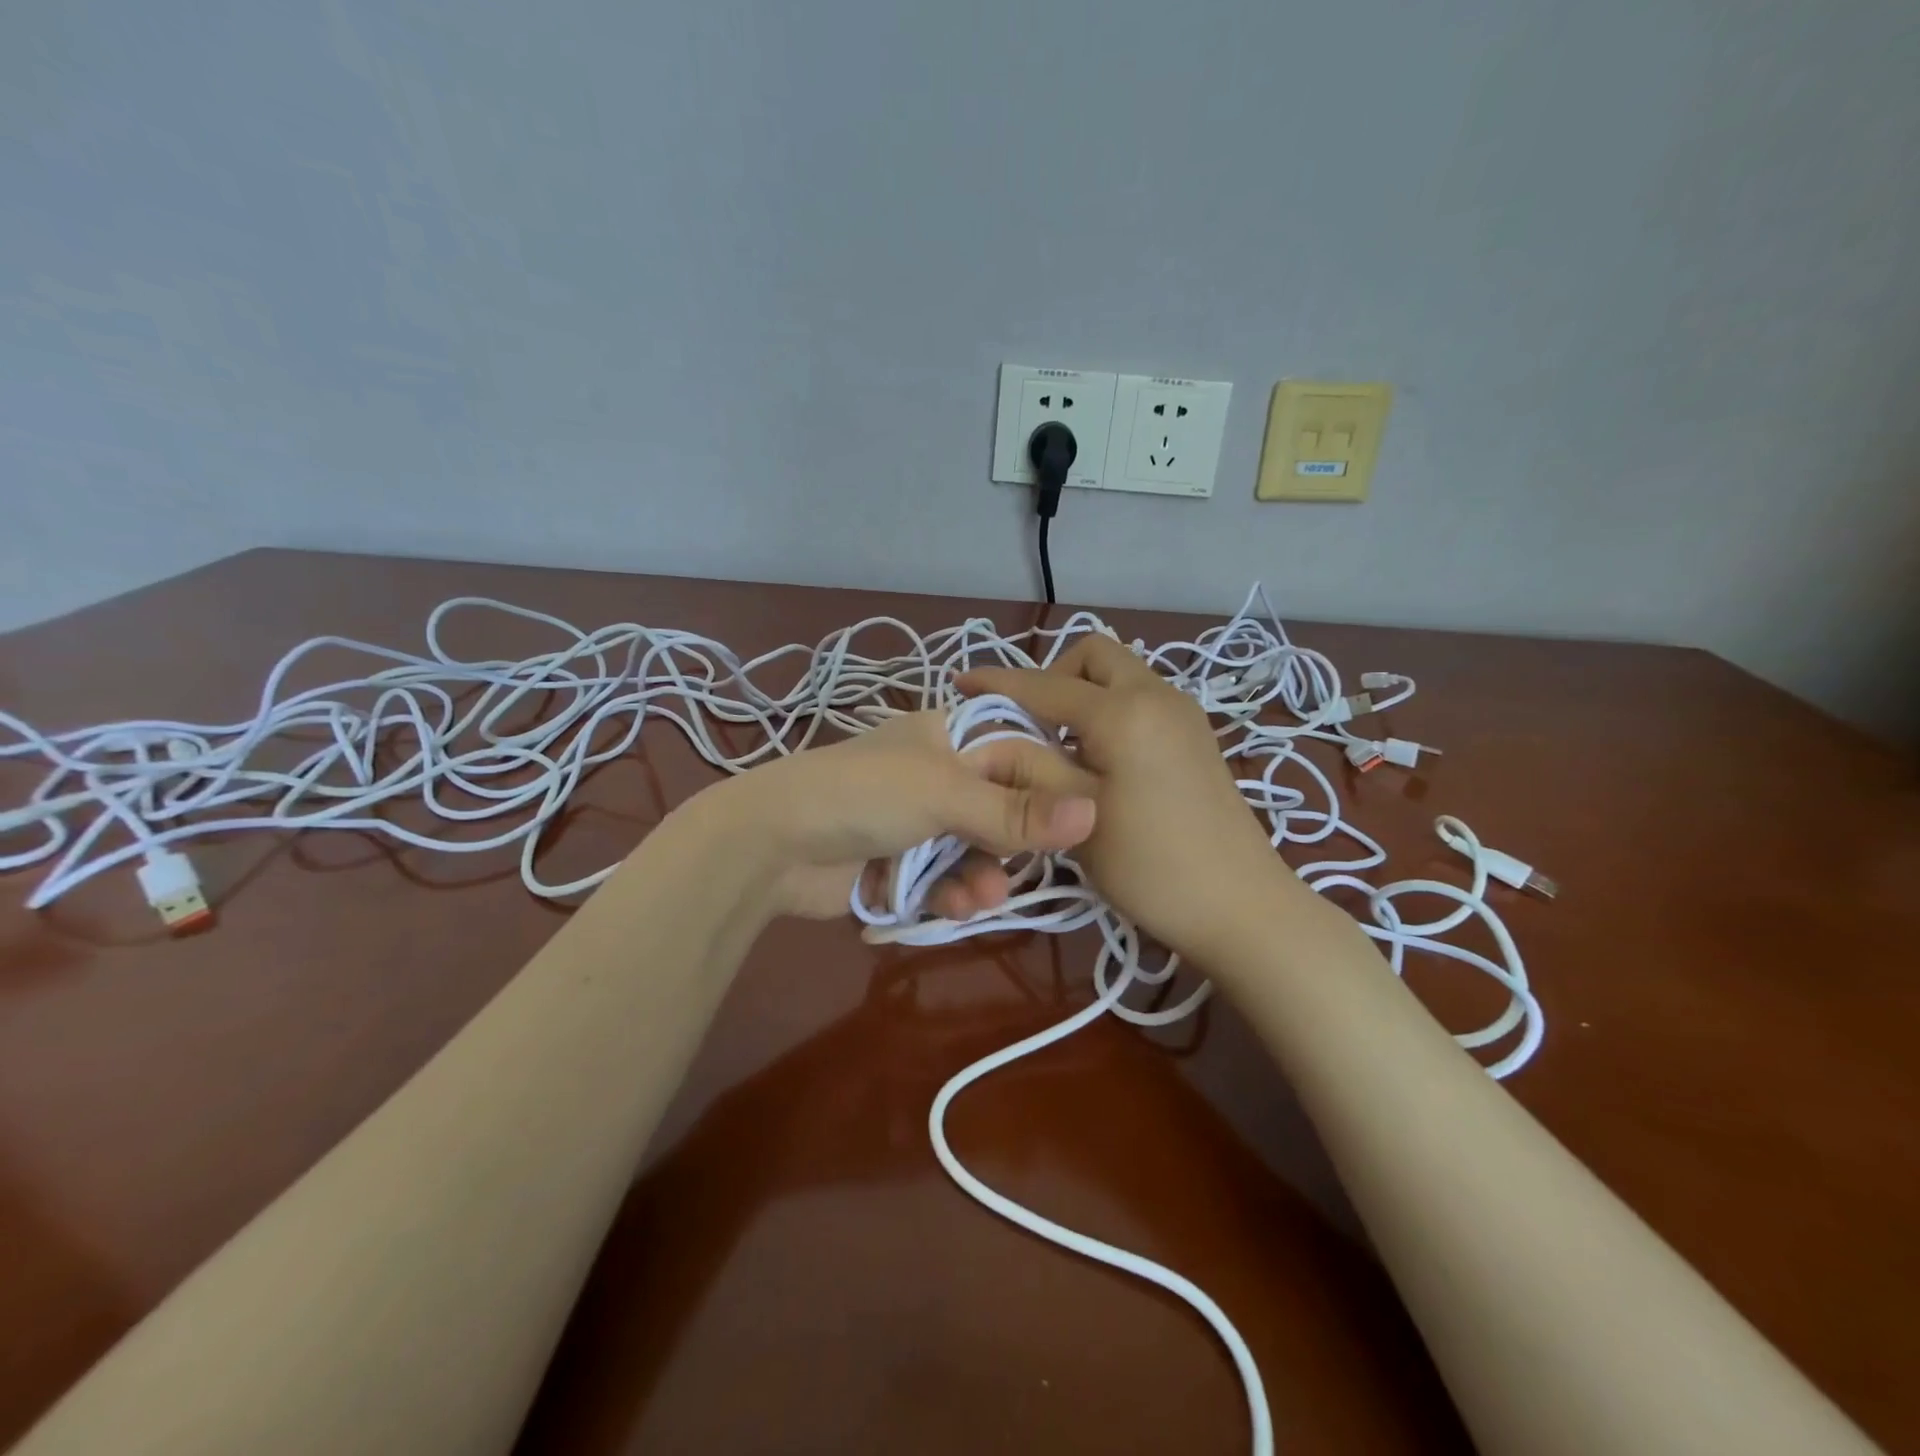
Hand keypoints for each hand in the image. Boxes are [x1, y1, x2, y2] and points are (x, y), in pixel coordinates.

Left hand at [721, 709, 1098, 919]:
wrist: (771, 845)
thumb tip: (1096, 812)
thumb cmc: (863, 795)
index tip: (1088, 826)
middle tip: (1022, 870)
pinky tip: (951, 908)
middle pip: (1002, 810)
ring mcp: (918, 822)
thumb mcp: (945, 793)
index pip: (1022, 754)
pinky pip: (944, 880)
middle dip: (1012, 846)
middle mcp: (939, 775)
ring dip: (982, 878)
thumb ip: (1017, 810)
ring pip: (976, 852)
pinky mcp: (900, 864)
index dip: (1053, 788)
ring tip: (978, 900)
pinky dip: (950, 895)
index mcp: (950, 736)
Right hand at [960, 635, 1296, 964]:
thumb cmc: (1152, 866)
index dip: (998, 684)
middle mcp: (1158, 694)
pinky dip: (1109, 709)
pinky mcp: (1195, 735)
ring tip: (1058, 744)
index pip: (1046, 684)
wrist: (1242, 907)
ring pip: (1120, 674)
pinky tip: (1098, 758)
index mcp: (1124, 711)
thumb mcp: (1078, 816)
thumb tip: (987, 739)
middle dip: (1052, 675)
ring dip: (1082, 692)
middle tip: (1028, 722)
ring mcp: (1183, 713)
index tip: (960, 686)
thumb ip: (1028, 766)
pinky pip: (1140, 698)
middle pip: (1094, 655)